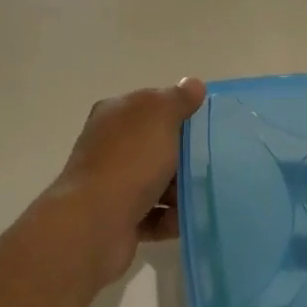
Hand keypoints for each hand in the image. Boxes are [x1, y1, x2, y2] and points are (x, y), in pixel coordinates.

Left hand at [50, 77, 206, 284]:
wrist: (95, 223)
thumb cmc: (130, 162)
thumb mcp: (159, 117)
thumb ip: (178, 99)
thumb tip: (194, 83)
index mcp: (114, 115)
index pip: (150, 106)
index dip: (178, 113)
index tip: (206, 127)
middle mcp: (109, 147)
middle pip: (156, 147)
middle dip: (184, 157)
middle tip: (211, 164)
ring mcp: (111, 184)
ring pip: (157, 183)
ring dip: (180, 192)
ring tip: (201, 197)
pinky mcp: (118, 219)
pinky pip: (154, 216)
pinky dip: (170, 219)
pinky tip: (184, 220)